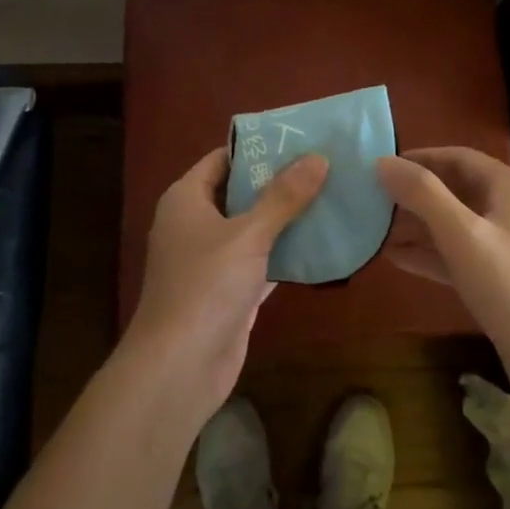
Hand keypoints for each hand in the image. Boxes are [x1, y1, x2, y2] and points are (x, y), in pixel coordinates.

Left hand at [124, 147, 327, 418]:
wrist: (179, 369)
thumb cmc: (206, 287)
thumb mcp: (249, 234)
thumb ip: (284, 196)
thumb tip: (318, 157)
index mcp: (186, 199)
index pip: (223, 159)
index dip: (258, 148)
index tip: (299, 139)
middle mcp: (195, 223)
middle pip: (240, 191)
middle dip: (279, 181)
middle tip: (324, 165)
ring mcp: (210, 259)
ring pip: (253, 227)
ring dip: (286, 217)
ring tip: (330, 195)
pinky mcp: (228, 290)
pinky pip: (260, 260)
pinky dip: (285, 252)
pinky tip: (321, 241)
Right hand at [378, 148, 509, 400]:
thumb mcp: (462, 235)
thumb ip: (422, 195)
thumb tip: (382, 162)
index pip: (458, 157)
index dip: (420, 158)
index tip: (382, 165)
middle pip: (456, 189)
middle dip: (415, 193)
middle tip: (373, 197)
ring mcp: (508, 247)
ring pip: (455, 225)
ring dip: (418, 225)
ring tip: (376, 227)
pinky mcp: (501, 281)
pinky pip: (459, 255)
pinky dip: (430, 254)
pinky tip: (396, 259)